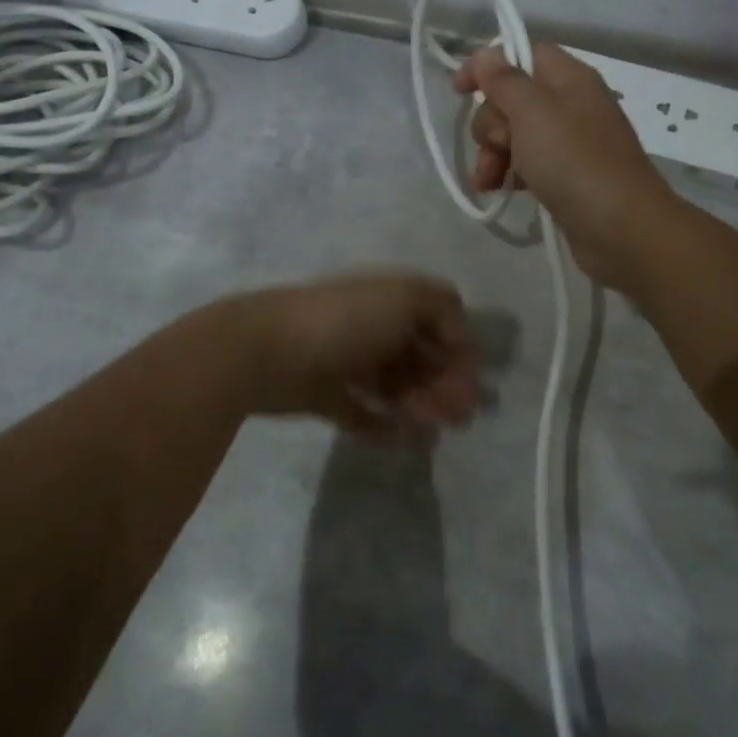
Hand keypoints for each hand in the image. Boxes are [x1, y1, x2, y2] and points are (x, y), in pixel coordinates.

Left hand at [234, 272, 479, 430]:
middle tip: (460, 418)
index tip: (473, 383)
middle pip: (418, 356)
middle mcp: (369, 326)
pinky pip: (359, 411)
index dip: (459, 350)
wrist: (265, 350)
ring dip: (418, 405)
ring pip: (393, 385)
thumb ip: (442, 309)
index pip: (437, 321)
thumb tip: (458, 338)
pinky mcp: (322, 394)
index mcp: (388, 299)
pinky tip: (399, 439)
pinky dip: (381, 424)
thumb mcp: (404, 298)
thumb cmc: (343, 321)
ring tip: (429, 430)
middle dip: (443, 384)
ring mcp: (344, 360)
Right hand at [455, 43, 677, 289]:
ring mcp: (570, 143)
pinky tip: (499, 192)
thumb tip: (487, 55)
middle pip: (514, 99)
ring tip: (487, 182)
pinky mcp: (567, 177)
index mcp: (569, 79)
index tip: (459, 91)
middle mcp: (571, 105)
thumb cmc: (574, 162)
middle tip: (495, 148)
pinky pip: (529, 164)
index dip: (489, 67)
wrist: (621, 228)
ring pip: (516, 135)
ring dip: (493, 154)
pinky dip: (510, 174)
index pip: (524, 54)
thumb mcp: (533, 113)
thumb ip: (505, 81)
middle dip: (490, 124)